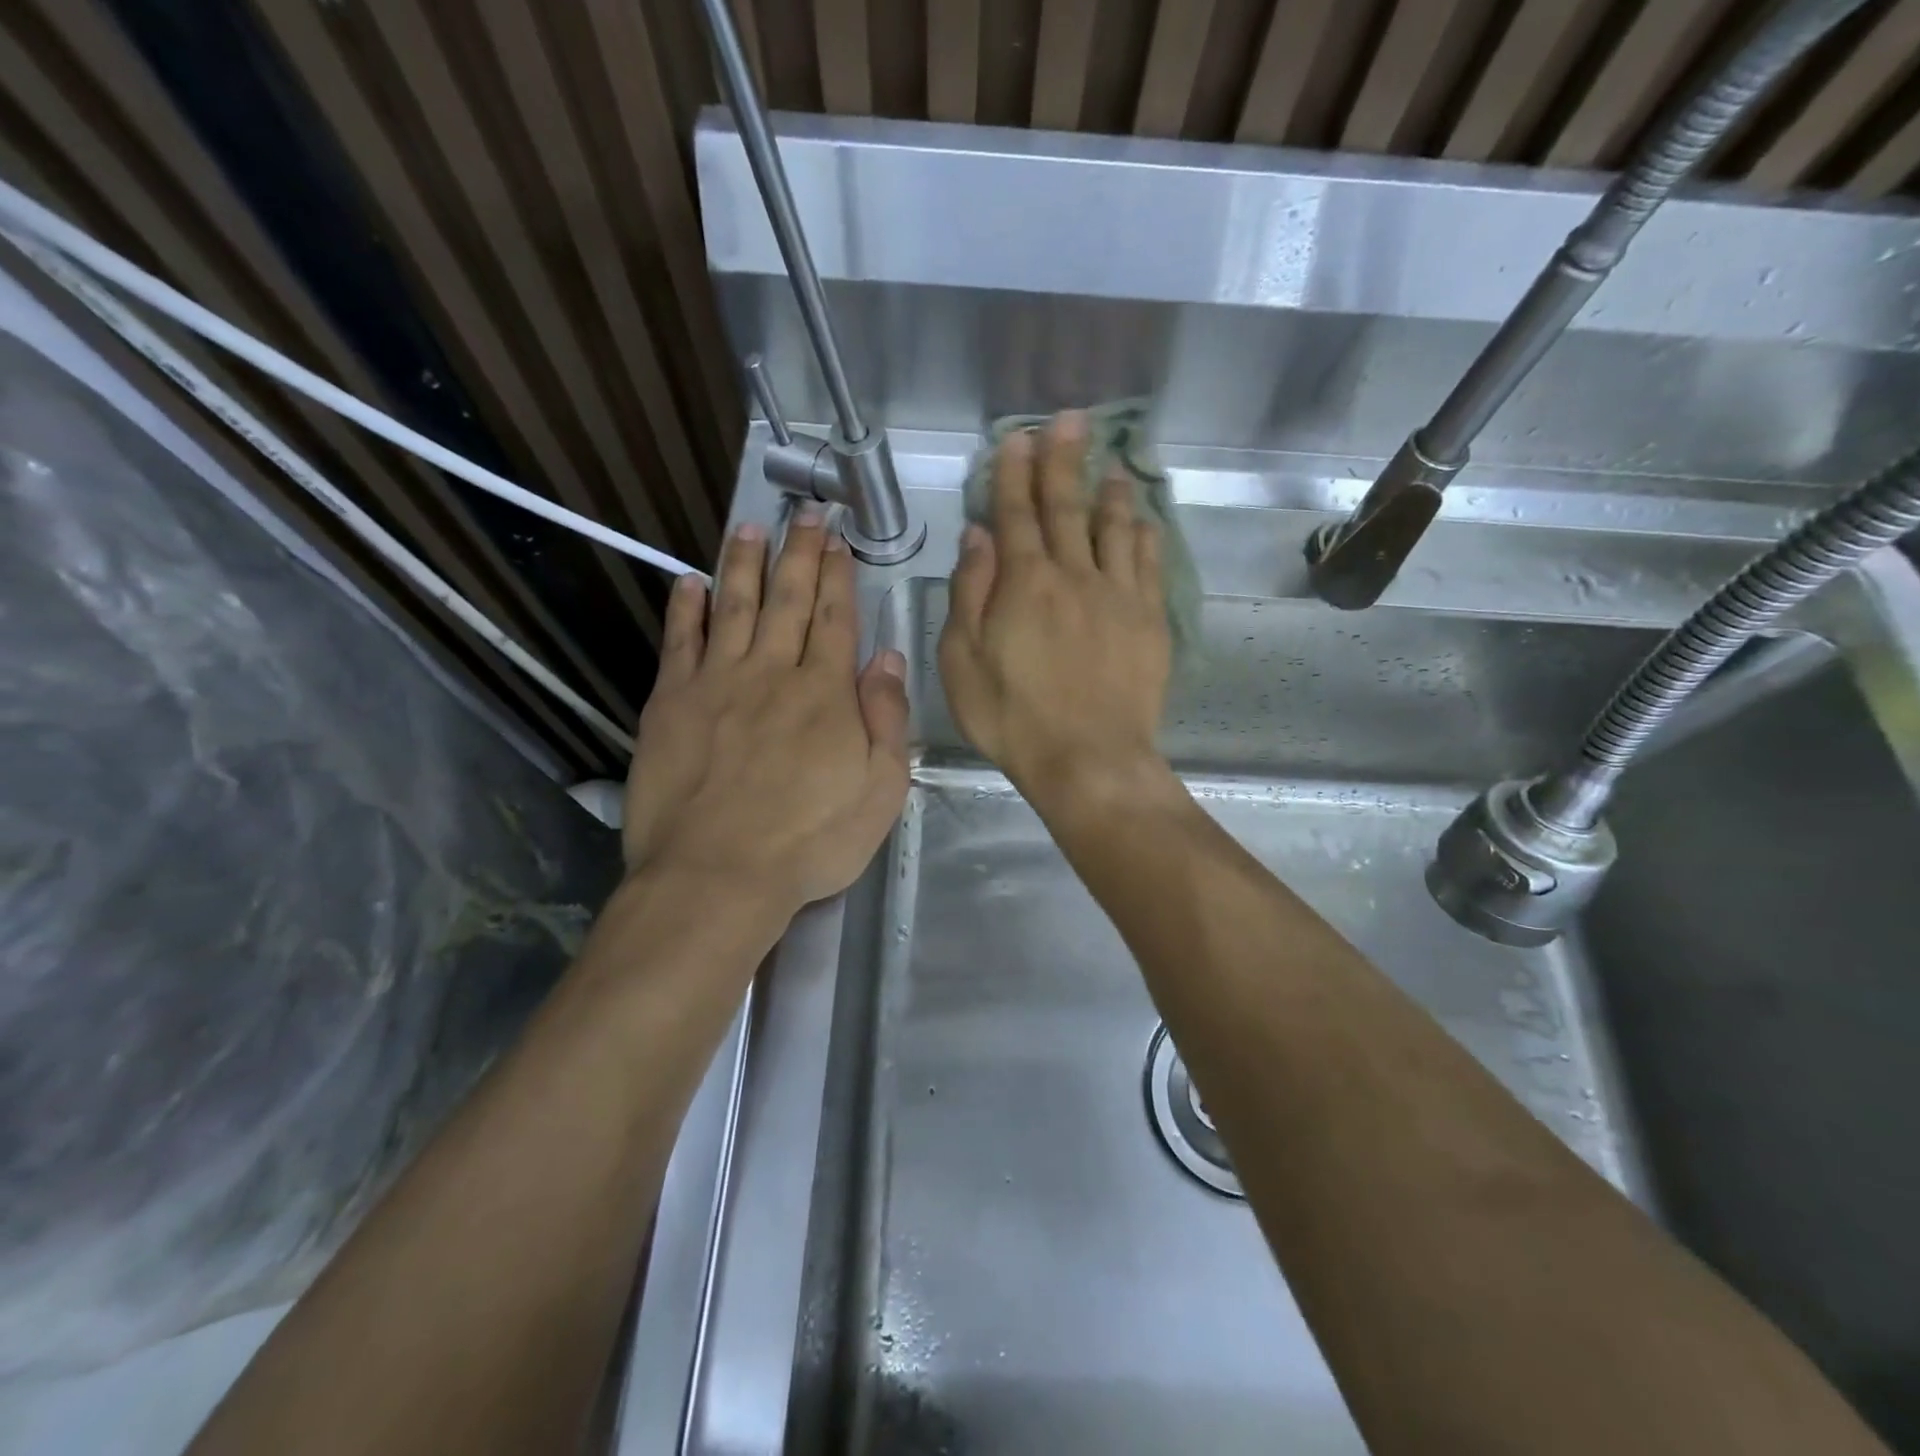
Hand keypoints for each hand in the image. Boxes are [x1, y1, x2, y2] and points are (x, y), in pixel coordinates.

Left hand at [623, 510, 909, 920]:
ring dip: (744, 563)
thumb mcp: (880, 790)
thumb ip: (886, 719)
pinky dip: (685, 608)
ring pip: (734, 607)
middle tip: (805, 512)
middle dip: (799, 553)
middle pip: (788, 600)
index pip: (836, 618)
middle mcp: (772, 672)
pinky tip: (688, 580)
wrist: (717, 876)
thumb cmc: (810, 841)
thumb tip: (888, 657)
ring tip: (751, 527)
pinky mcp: (671, 703)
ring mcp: (717, 683)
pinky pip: (679, 642)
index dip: (838, 575)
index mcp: (825, 692)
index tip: (839, 539)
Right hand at [938, 410, 1171, 808]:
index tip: (1017, 438)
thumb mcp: (963, 661)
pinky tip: (1143, 520)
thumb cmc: (1012, 717)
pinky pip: (1148, 564)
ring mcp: (1118, 595)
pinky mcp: (1149, 620)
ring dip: (1110, 491)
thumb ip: (970, 593)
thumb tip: (977, 536)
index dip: (1014, 473)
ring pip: (1115, 527)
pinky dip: (1144, 535)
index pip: (1015, 513)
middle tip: (1070, 421)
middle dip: (1064, 461)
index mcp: (1024, 582)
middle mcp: (1074, 574)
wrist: (1088, 758)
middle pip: (1067, 507)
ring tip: (1112, 462)